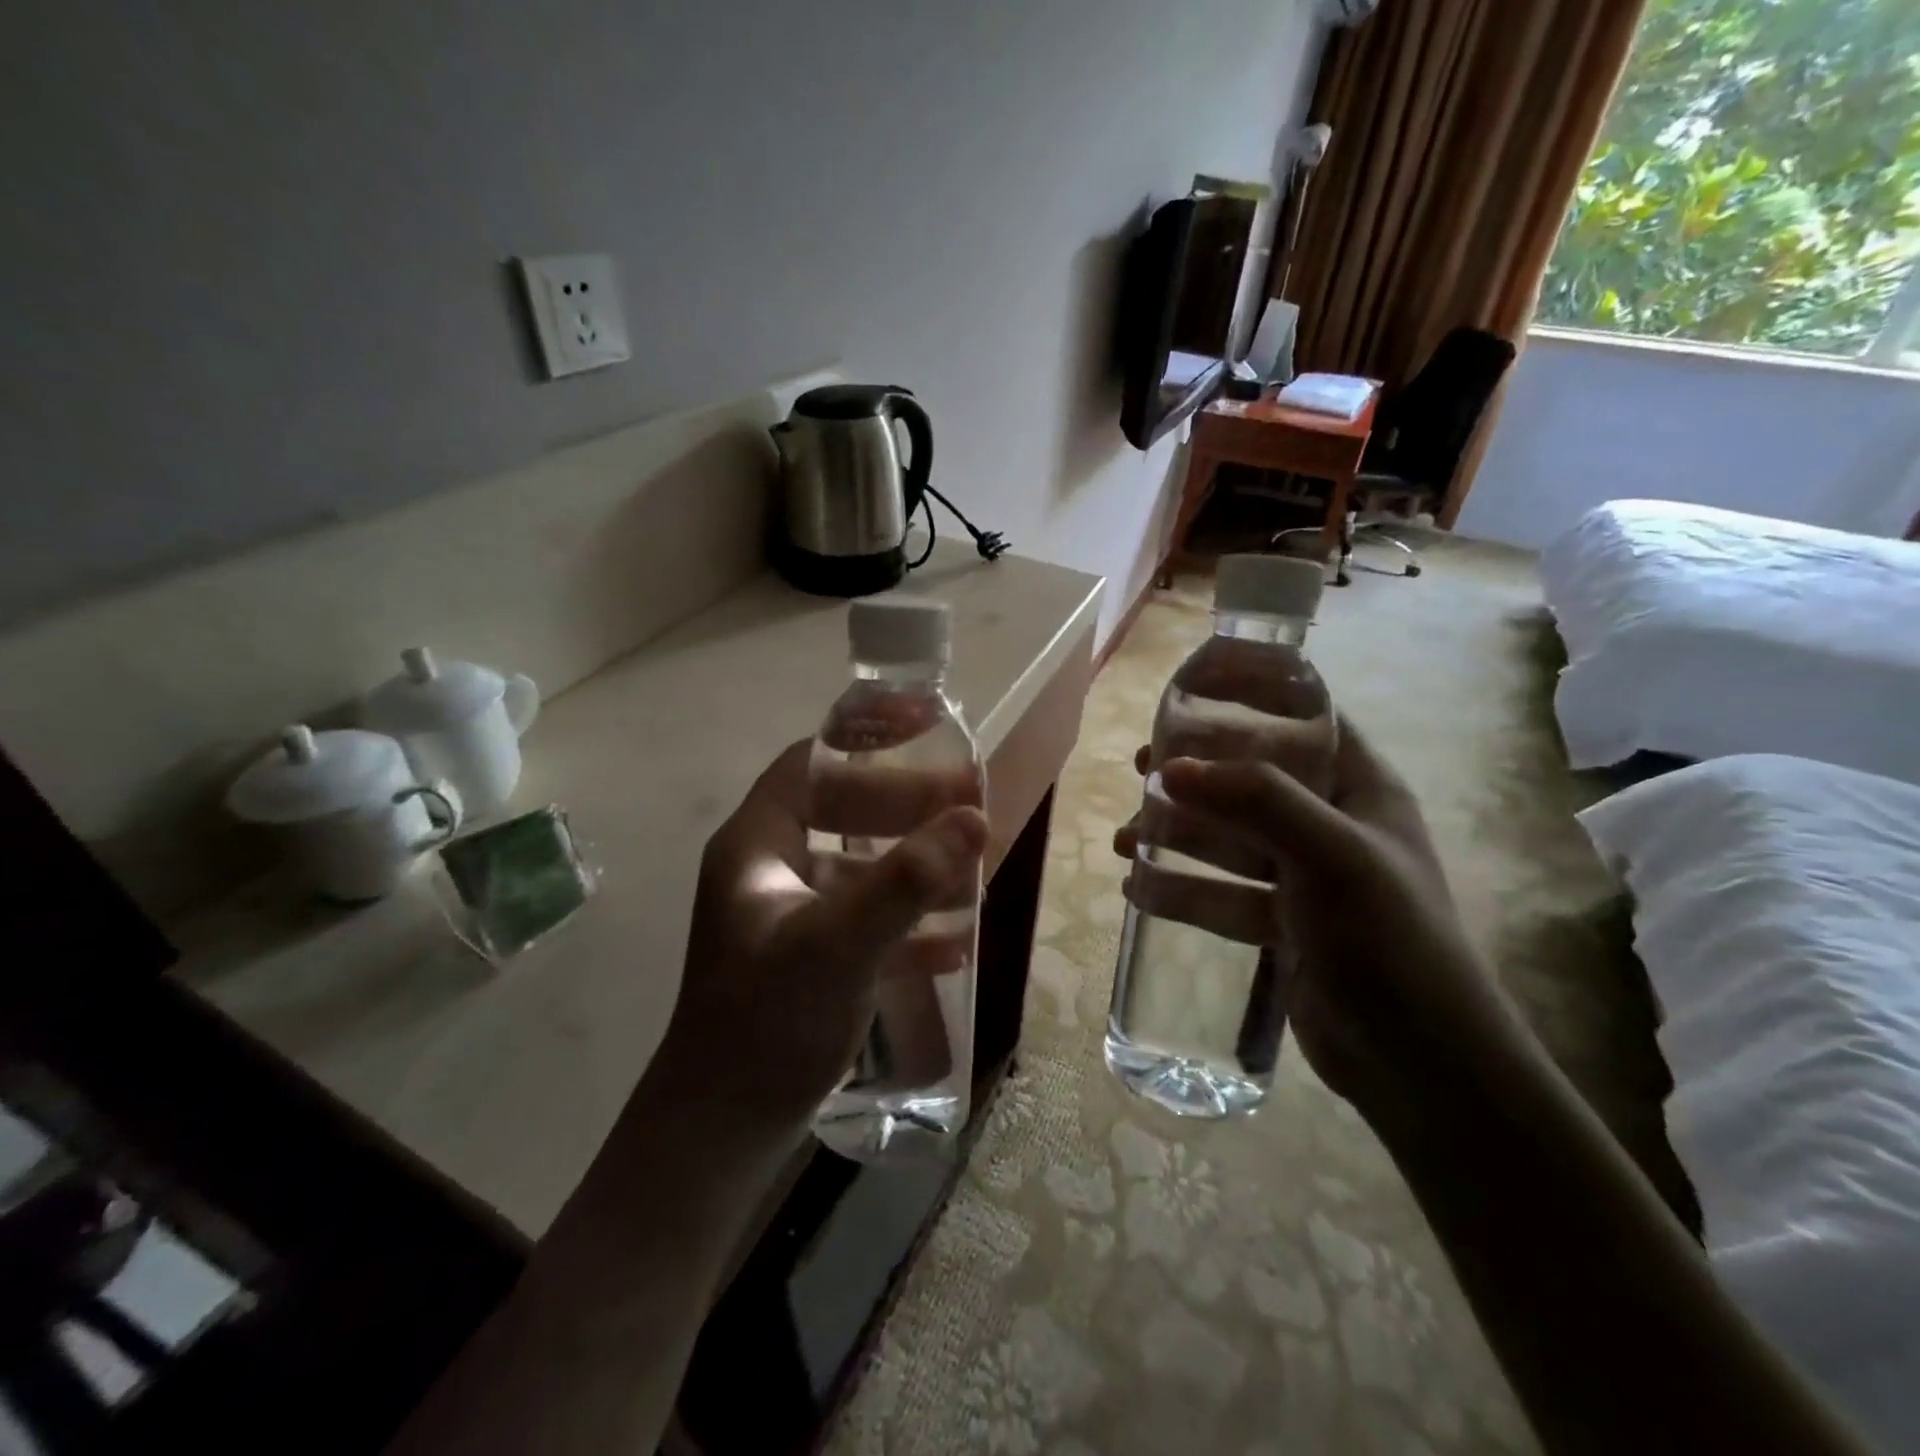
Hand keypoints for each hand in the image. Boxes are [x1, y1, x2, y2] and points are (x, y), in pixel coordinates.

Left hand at [666, 741, 986, 1132]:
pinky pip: (866, 921)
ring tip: (973, 869)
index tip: (925, 729)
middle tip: (972, 805)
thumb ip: (905, 881)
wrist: (720, 1135)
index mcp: (756, 846)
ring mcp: (788, 917)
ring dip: (915, 868)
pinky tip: (953, 943)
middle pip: (844, 813)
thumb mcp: (839, 945)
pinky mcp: (808, 959)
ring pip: (861, 869)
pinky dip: (907, 924)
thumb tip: (972, 818)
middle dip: (909, 808)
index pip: (812, 765)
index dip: (865, 740)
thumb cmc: (767, 1024)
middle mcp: (768, 871)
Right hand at [1115, 719, 1512, 1121]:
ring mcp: (1304, 879)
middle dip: (1194, 775)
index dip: (1254, 699)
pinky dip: (1180, 891)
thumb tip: (1170, 767)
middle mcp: (1331, 826)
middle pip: (1251, 781)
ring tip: (1123, 839)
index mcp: (1359, 789)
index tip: (1191, 694)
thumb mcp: (1331, 854)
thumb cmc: (1389, 937)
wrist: (1419, 1062)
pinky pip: (1221, 896)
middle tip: (1139, 770)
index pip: (1306, 722)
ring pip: (1228, 842)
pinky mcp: (1282, 926)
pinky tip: (1135, 889)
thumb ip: (1256, 800)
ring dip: (1175, 836)